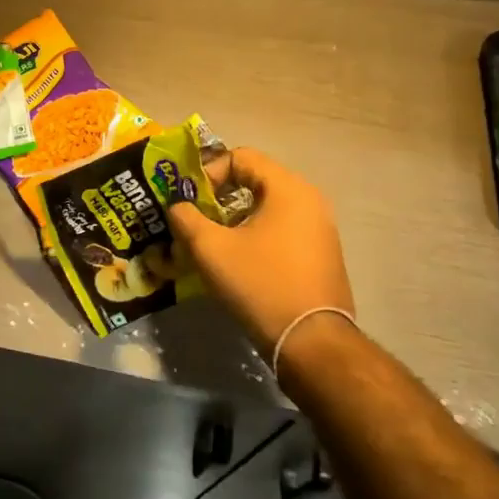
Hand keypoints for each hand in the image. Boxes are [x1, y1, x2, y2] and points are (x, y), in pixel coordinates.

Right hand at [166, 148, 354, 365]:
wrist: (311, 341)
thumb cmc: (259, 284)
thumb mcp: (210, 248)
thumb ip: (185, 218)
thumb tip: (177, 206)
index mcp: (288, 189)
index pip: (241, 157)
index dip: (208, 172)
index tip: (189, 200)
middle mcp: (310, 201)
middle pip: (254, 180)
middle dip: (218, 197)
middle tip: (194, 219)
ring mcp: (320, 229)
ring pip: (266, 208)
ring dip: (234, 218)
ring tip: (211, 242)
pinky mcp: (321, 255)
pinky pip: (281, 230)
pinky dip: (255, 235)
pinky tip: (238, 262)